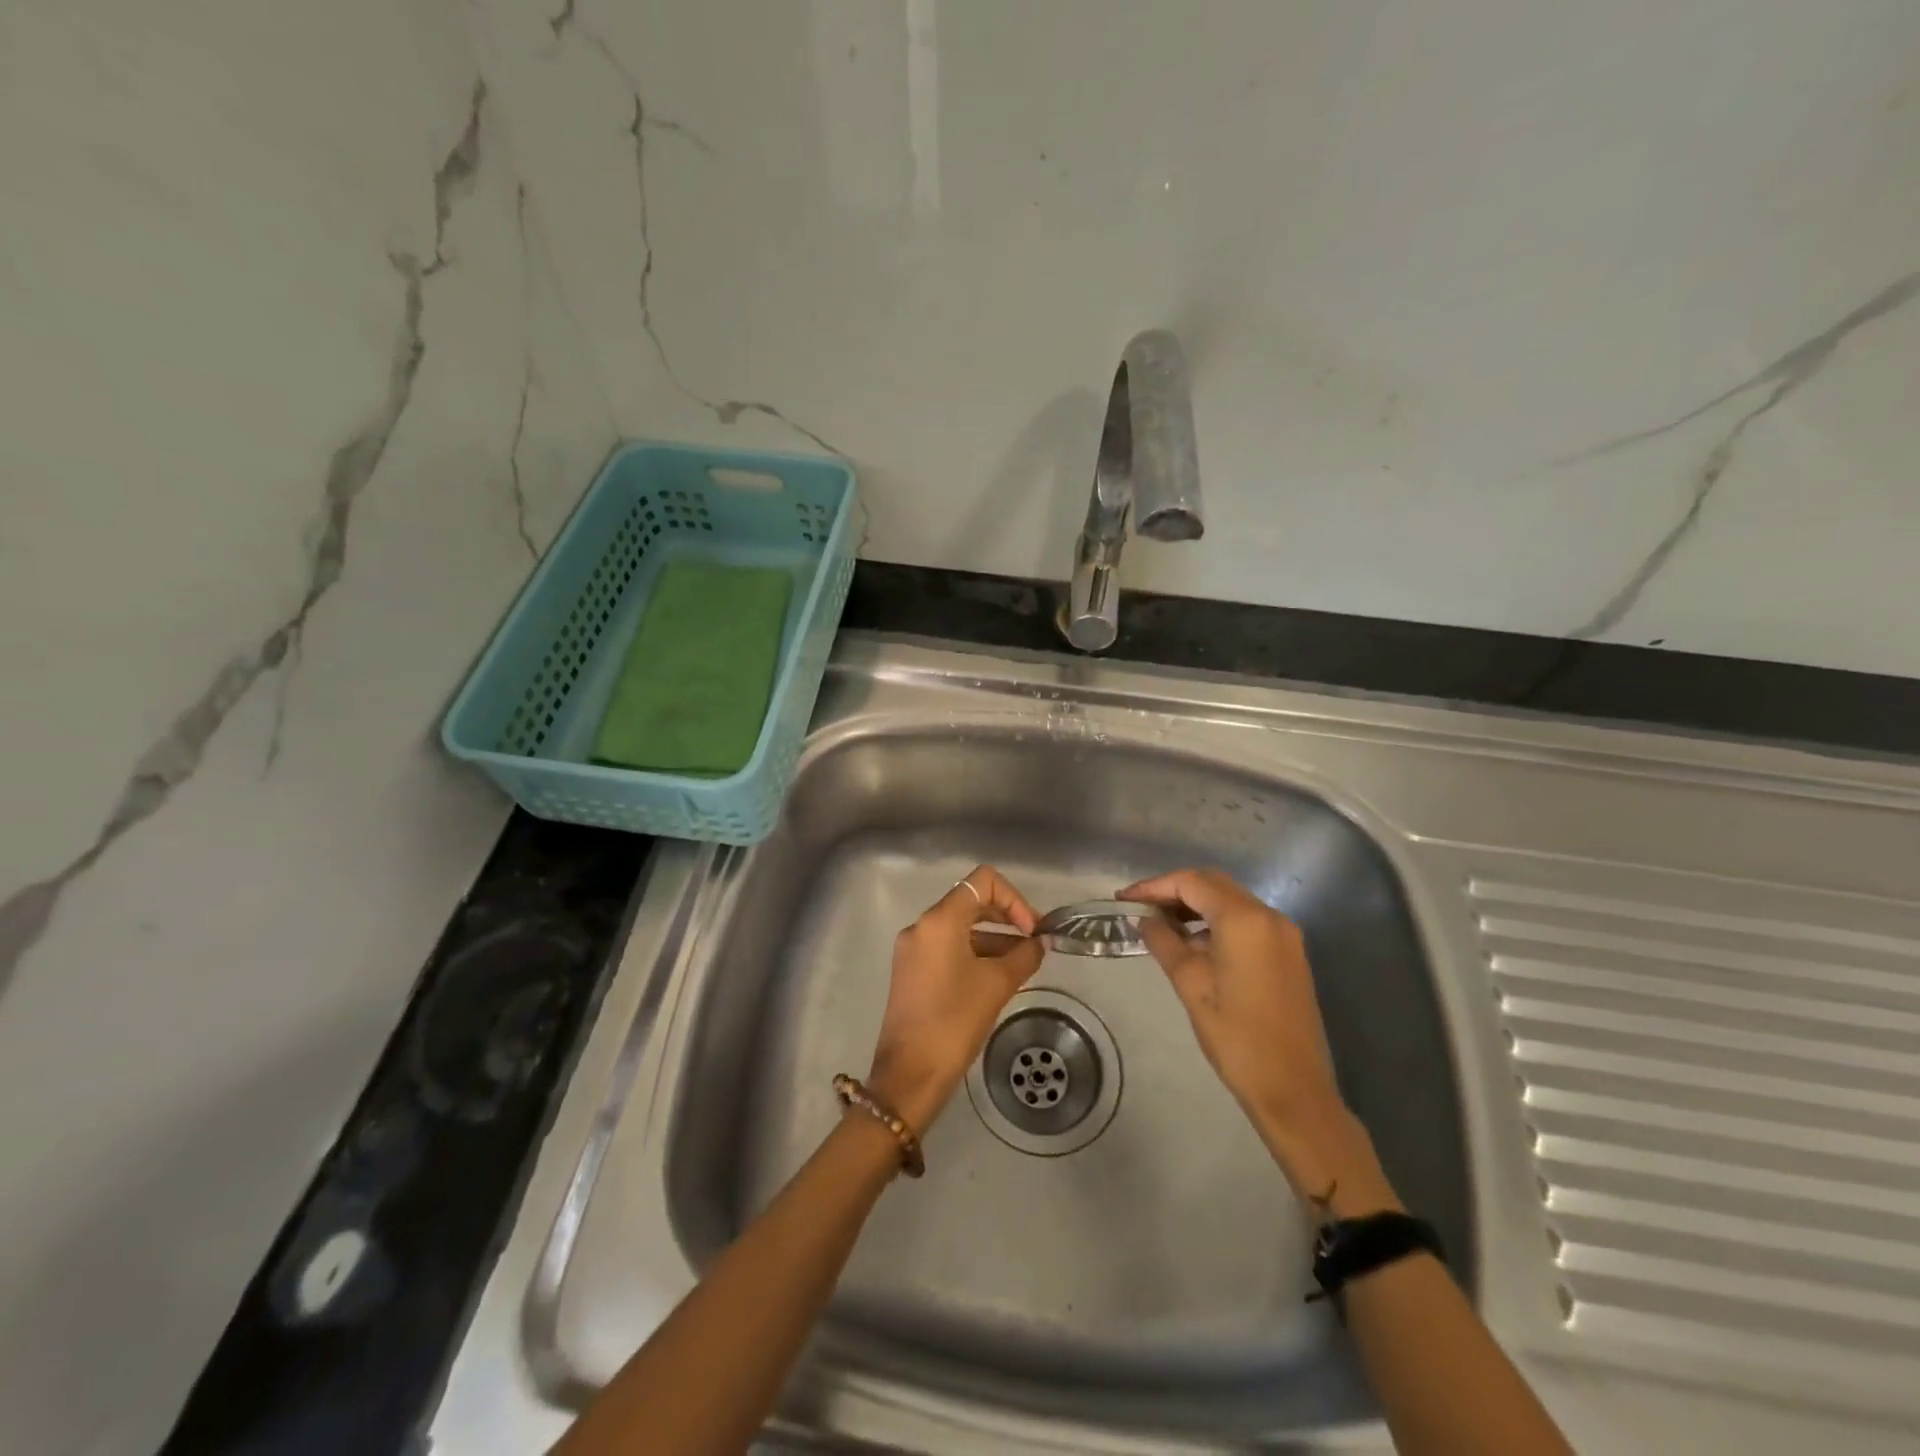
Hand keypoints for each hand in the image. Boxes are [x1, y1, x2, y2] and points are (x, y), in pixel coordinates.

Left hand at [865, 865, 1044, 1134]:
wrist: (909, 1075)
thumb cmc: (954, 1022)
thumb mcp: (997, 985)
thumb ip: (1023, 956)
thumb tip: (1039, 943)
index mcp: (940, 920)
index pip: (983, 882)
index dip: (1014, 898)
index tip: (1032, 930)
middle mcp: (922, 926)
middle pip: (971, 901)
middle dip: (1006, 916)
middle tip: (1035, 942)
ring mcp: (913, 948)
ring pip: (960, 927)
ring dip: (994, 937)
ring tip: (1023, 963)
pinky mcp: (911, 970)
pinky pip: (948, 947)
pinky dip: (975, 952)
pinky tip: (998, 976)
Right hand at [1122, 868, 1385, 1204]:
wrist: (1293, 1089)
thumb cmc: (1236, 1036)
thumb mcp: (1190, 984)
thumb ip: (1164, 942)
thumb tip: (1145, 919)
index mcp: (1244, 919)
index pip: (1191, 882)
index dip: (1154, 886)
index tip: (1123, 900)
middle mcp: (1269, 916)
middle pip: (1213, 884)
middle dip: (1174, 891)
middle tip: (1139, 908)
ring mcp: (1284, 934)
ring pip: (1231, 901)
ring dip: (1195, 905)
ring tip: (1160, 924)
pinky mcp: (1289, 953)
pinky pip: (1246, 921)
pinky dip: (1216, 921)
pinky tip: (1193, 943)